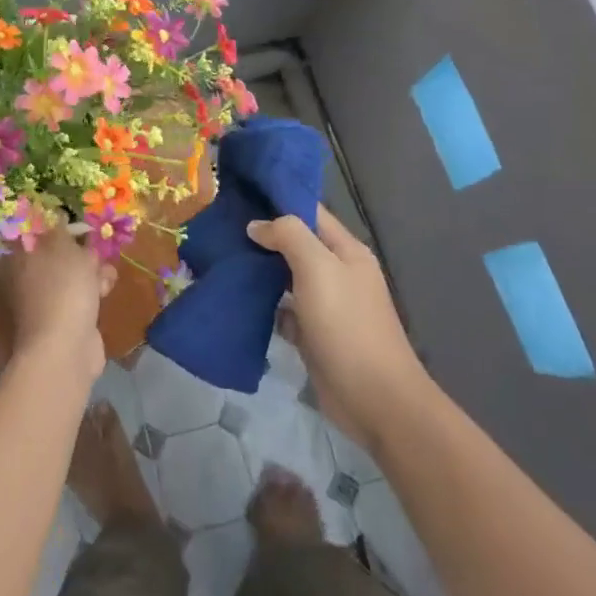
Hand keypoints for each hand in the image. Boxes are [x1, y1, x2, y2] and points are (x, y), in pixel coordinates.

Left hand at [0, 225, 111, 380]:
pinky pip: (82, 295)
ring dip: (93, 271)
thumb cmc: (61, 289)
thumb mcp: (64, 249)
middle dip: (81, 251)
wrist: (67, 347)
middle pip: (58, 254)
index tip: (75, 225)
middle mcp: (27, 278)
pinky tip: (106, 291)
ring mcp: (46, 300)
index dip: (56, 227)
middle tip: (93, 250)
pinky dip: (95, 291)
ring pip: (73, 274)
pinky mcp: (66, 318)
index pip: (34, 233)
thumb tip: (57, 216)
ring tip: (103, 274)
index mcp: (18, 259)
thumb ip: (61, 231)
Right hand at [247, 206, 436, 450]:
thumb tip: (257, 225)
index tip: (241, 196)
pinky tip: (239, 301)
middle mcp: (338, 273)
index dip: (279, 202)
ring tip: (223, 259)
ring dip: (261, 271)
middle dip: (264, 237)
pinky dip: (266, 306)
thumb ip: (289, 236)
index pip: (311, 213)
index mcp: (347, 251)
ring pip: (287, 278)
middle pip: (297, 245)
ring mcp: (327, 306)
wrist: (374, 398)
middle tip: (222, 229)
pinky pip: (285, 311)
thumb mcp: (318, 268)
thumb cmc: (347, 325)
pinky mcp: (314, 335)